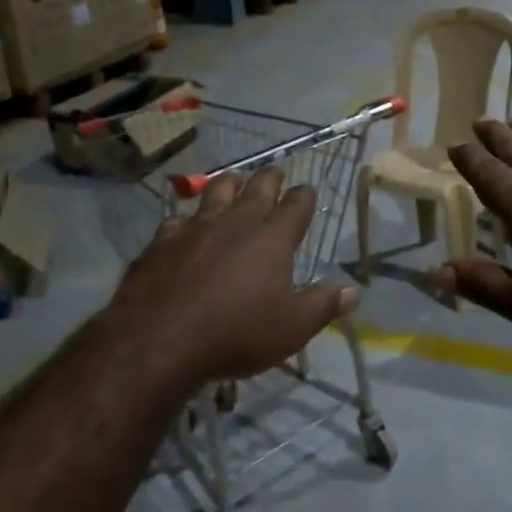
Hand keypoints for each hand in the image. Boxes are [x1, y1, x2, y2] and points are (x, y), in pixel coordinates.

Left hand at [104, 167, 357, 389]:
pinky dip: (186, 220)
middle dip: (270, 178)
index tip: (307, 192)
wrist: (159, 339)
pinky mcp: (162, 241)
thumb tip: (352, 291)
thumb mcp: (292, 328)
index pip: (296, 205)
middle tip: (275, 172)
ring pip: (215, 192)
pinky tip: (184, 226)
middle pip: (257, 188)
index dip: (304, 196)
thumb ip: (323, 306)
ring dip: (228, 184)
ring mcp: (195, 228)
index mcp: (272, 238)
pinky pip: (178, 220)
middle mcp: (236, 222)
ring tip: (233, 180)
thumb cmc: (237, 333)